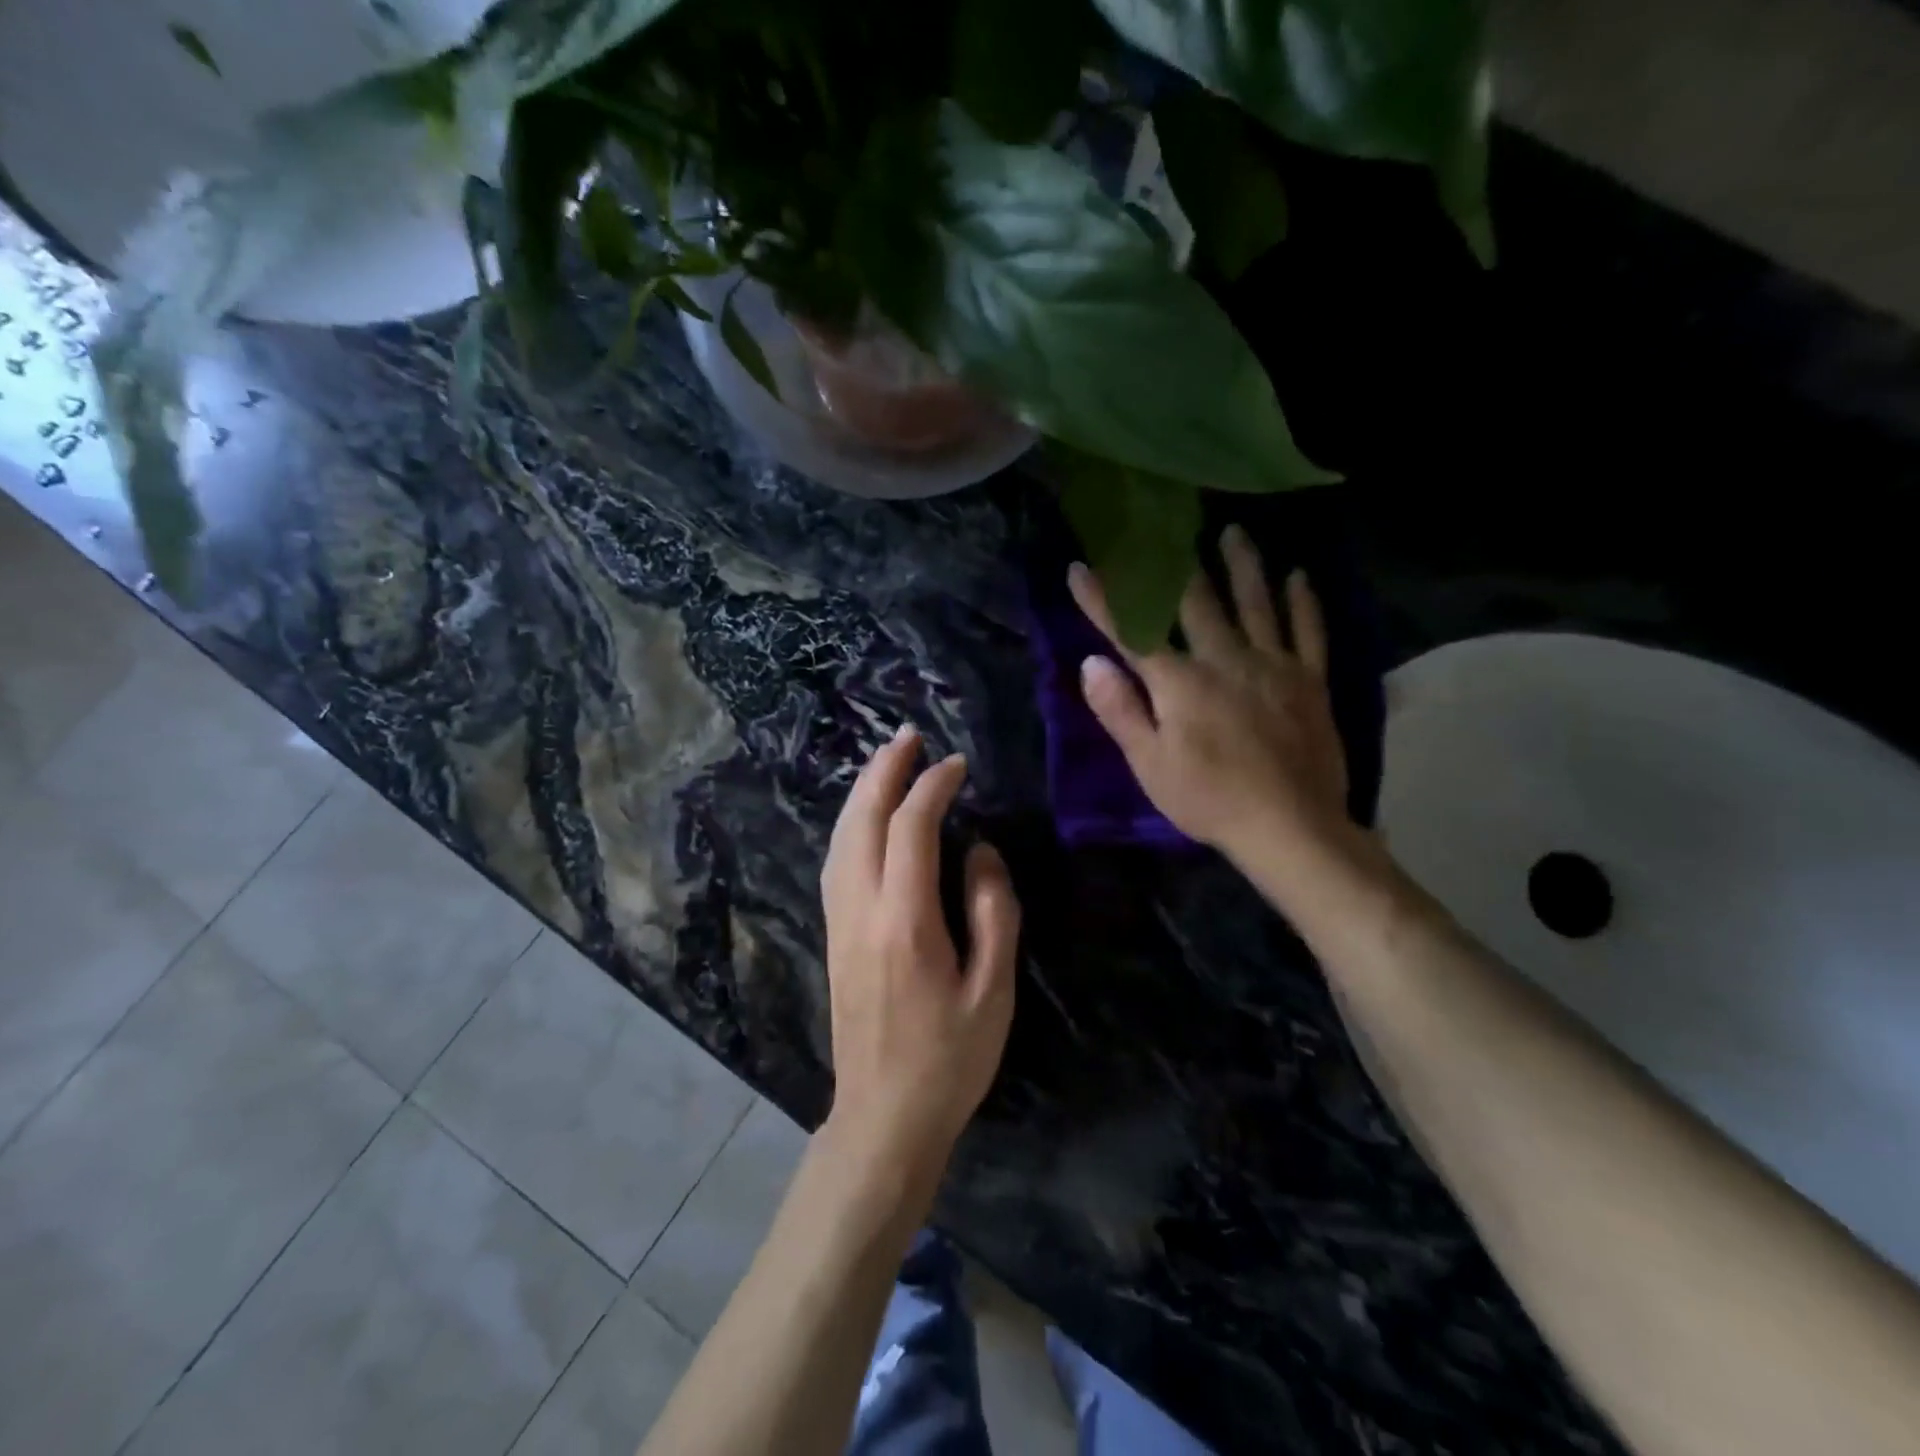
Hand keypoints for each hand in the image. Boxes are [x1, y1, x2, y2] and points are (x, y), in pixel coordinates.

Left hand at [819, 726, 1019, 1202]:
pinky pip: (835, 862)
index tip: (957, 765)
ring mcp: (839, 923)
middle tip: (908, 736)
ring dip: (862, 793)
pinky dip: (850, 825)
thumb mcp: (994, 990)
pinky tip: (865, 818)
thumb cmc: (949, 1058)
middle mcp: (861, 910)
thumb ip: (992, 911)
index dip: (932, 788)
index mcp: (905, 921)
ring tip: (887, 762)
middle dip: (883, 771)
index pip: (911, 829)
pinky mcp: (833, 936)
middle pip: (861, 821)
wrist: (883, 1116)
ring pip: (840, 838)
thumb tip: (980, 851)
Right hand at [1069, 526, 1351, 867]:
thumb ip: (1121, 711)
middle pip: (1196, 602)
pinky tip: (1298, 576)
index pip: (1132, 631)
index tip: (1081, 568)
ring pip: (1256, 602)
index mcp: (1180, 682)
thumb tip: (1093, 663)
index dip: (1104, 600)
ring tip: (1234, 532)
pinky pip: (1307, 630)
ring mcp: (1273, 665)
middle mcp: (1226, 659)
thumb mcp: (1150, 765)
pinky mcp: (1309, 680)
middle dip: (1173, 564)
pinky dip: (1302, 601)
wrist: (1290, 827)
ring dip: (1242, 565)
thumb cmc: (1209, 799)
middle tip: (1164, 527)